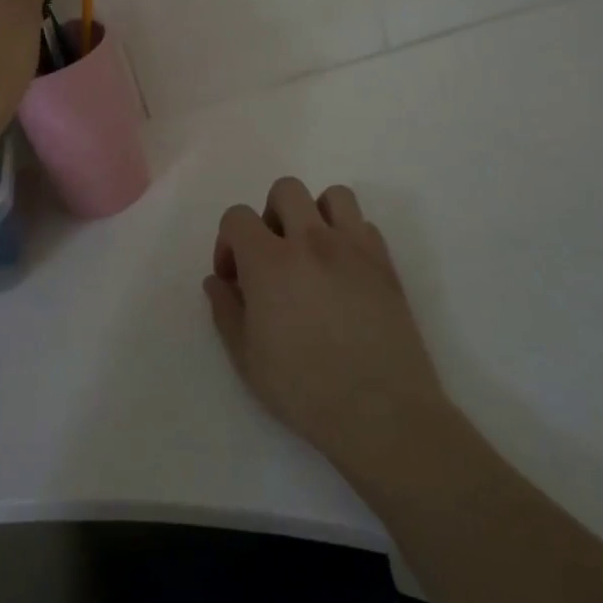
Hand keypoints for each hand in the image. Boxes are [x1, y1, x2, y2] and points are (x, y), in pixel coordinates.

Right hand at [204, 178, 450, 484]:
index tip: (234, 278)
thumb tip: (217, 281)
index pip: (237, 217)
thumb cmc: (304, 389)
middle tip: (272, 257)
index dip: (227, 242)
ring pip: (332, 195)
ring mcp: (353, 248)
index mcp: (269, 261)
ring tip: (312, 253)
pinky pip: (364, 225)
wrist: (381, 412)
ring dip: (315, 214)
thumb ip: (225, 310)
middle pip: (285, 190)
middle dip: (270, 216)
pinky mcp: (385, 263)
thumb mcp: (246, 357)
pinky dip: (348, 236)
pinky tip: (344, 273)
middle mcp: (311, 241)